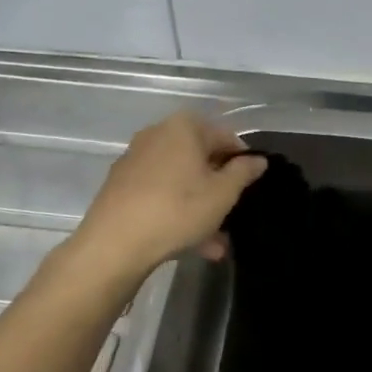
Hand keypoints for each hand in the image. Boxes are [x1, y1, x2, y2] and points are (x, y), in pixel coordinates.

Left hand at [72, 113, 266, 276]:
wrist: (114, 244)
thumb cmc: (177, 210)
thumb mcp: (222, 193)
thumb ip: (244, 172)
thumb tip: (257, 160)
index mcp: (184, 127)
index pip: (225, 137)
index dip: (243, 162)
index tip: (250, 188)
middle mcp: (157, 134)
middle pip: (200, 160)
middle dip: (219, 190)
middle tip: (232, 217)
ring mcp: (136, 160)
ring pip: (180, 181)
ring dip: (200, 208)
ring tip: (214, 244)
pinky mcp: (121, 185)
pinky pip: (160, 193)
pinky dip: (176, 211)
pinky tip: (188, 243)